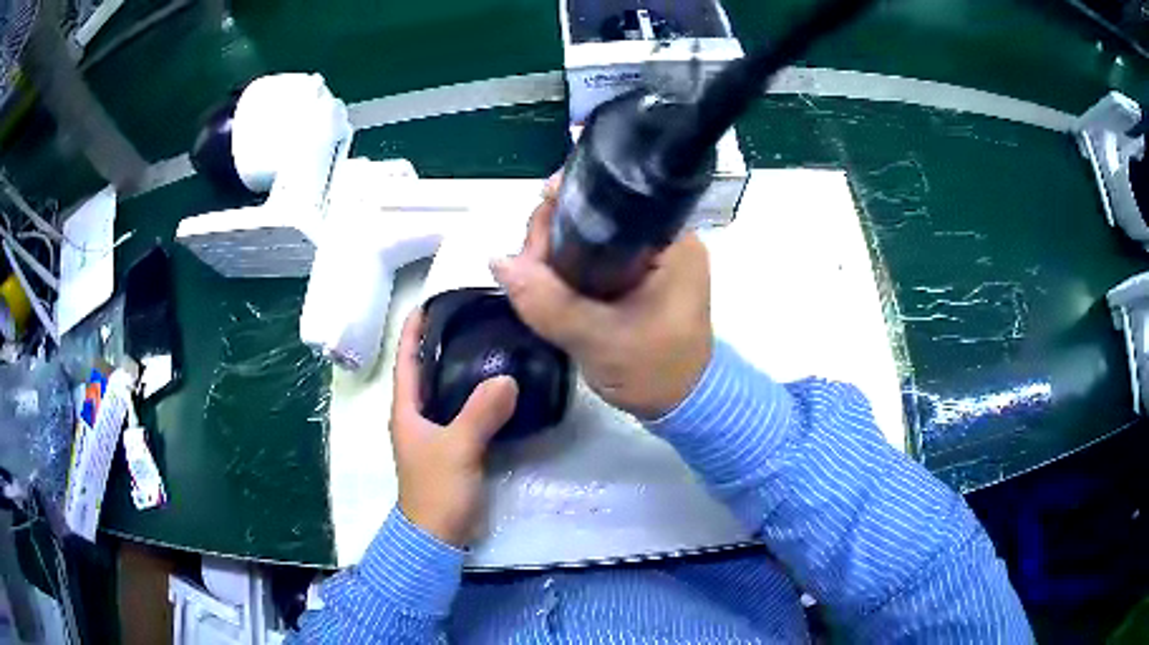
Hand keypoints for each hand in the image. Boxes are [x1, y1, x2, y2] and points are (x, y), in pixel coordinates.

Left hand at [389, 309, 518, 546]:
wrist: (438, 534)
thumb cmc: (436, 489)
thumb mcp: (457, 448)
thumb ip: (480, 413)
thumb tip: (508, 378)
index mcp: (405, 409)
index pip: (406, 359)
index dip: (413, 330)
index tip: (430, 301)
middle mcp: (416, 416)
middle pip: (426, 369)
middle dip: (442, 342)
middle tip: (472, 318)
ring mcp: (435, 433)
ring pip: (446, 390)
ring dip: (460, 368)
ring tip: (489, 344)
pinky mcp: (453, 448)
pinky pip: (463, 411)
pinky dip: (476, 395)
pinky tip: (498, 388)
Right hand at [490, 177, 712, 418]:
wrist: (682, 407)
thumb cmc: (655, 372)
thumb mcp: (598, 340)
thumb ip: (548, 303)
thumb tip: (497, 261)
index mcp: (671, 243)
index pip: (615, 198)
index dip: (570, 201)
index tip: (535, 221)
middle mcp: (663, 241)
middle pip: (598, 213)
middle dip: (555, 230)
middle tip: (527, 264)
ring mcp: (651, 260)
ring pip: (592, 236)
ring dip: (556, 251)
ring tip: (530, 275)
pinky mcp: (639, 279)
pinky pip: (596, 259)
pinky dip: (568, 267)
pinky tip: (545, 279)